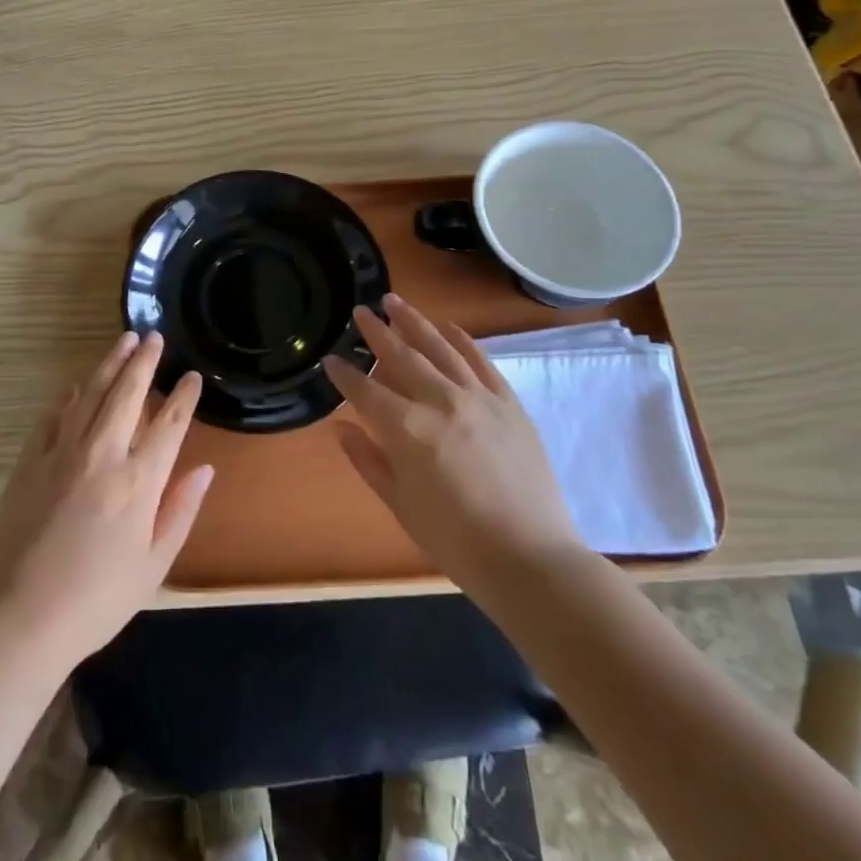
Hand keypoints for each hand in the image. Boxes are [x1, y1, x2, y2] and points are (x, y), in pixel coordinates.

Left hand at [0, 332, 212, 670]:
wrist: (21, 617)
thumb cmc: (98, 599)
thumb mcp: (154, 565)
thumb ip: (181, 511)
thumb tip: (204, 469)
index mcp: (139, 482)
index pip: (168, 425)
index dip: (182, 397)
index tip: (191, 376)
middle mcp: (103, 455)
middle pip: (128, 394)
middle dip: (145, 361)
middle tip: (155, 337)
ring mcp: (62, 453)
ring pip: (91, 393)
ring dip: (110, 364)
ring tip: (124, 341)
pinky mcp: (30, 460)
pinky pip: (54, 415)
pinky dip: (69, 395)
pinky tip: (78, 384)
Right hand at [325, 295, 584, 591]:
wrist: (530, 559)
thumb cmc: (456, 541)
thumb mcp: (400, 505)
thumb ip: (369, 461)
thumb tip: (342, 428)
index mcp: (408, 429)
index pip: (365, 390)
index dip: (344, 374)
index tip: (330, 359)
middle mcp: (440, 401)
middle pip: (401, 356)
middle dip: (377, 332)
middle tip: (360, 311)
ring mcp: (478, 398)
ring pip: (440, 348)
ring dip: (414, 322)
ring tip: (394, 301)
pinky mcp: (508, 403)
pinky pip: (481, 360)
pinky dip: (462, 339)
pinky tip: (446, 326)